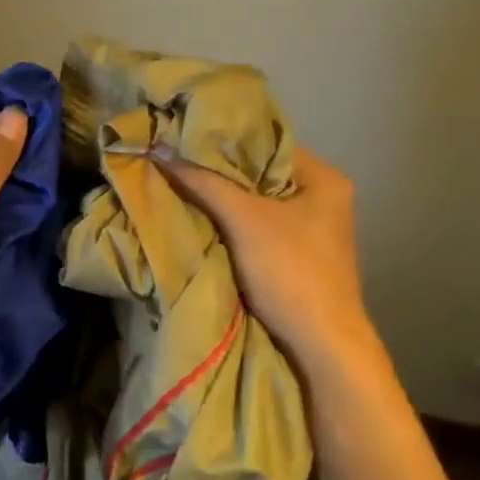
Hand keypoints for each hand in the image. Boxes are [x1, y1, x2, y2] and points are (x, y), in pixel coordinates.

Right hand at [157, 146, 389, 399]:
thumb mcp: (243, 219)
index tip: (184, 134)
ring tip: (177, 181)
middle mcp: (321, 199)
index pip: (267, 142)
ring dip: (219, 198)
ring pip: (253, 202)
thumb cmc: (290, 270)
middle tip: (174, 157)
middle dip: (217, 170)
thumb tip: (156, 149)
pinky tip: (196, 215)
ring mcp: (308, 231)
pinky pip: (253, 227)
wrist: (320, 345)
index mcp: (323, 179)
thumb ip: (202, 182)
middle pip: (258, 173)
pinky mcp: (293, 257)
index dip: (225, 138)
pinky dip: (228, 223)